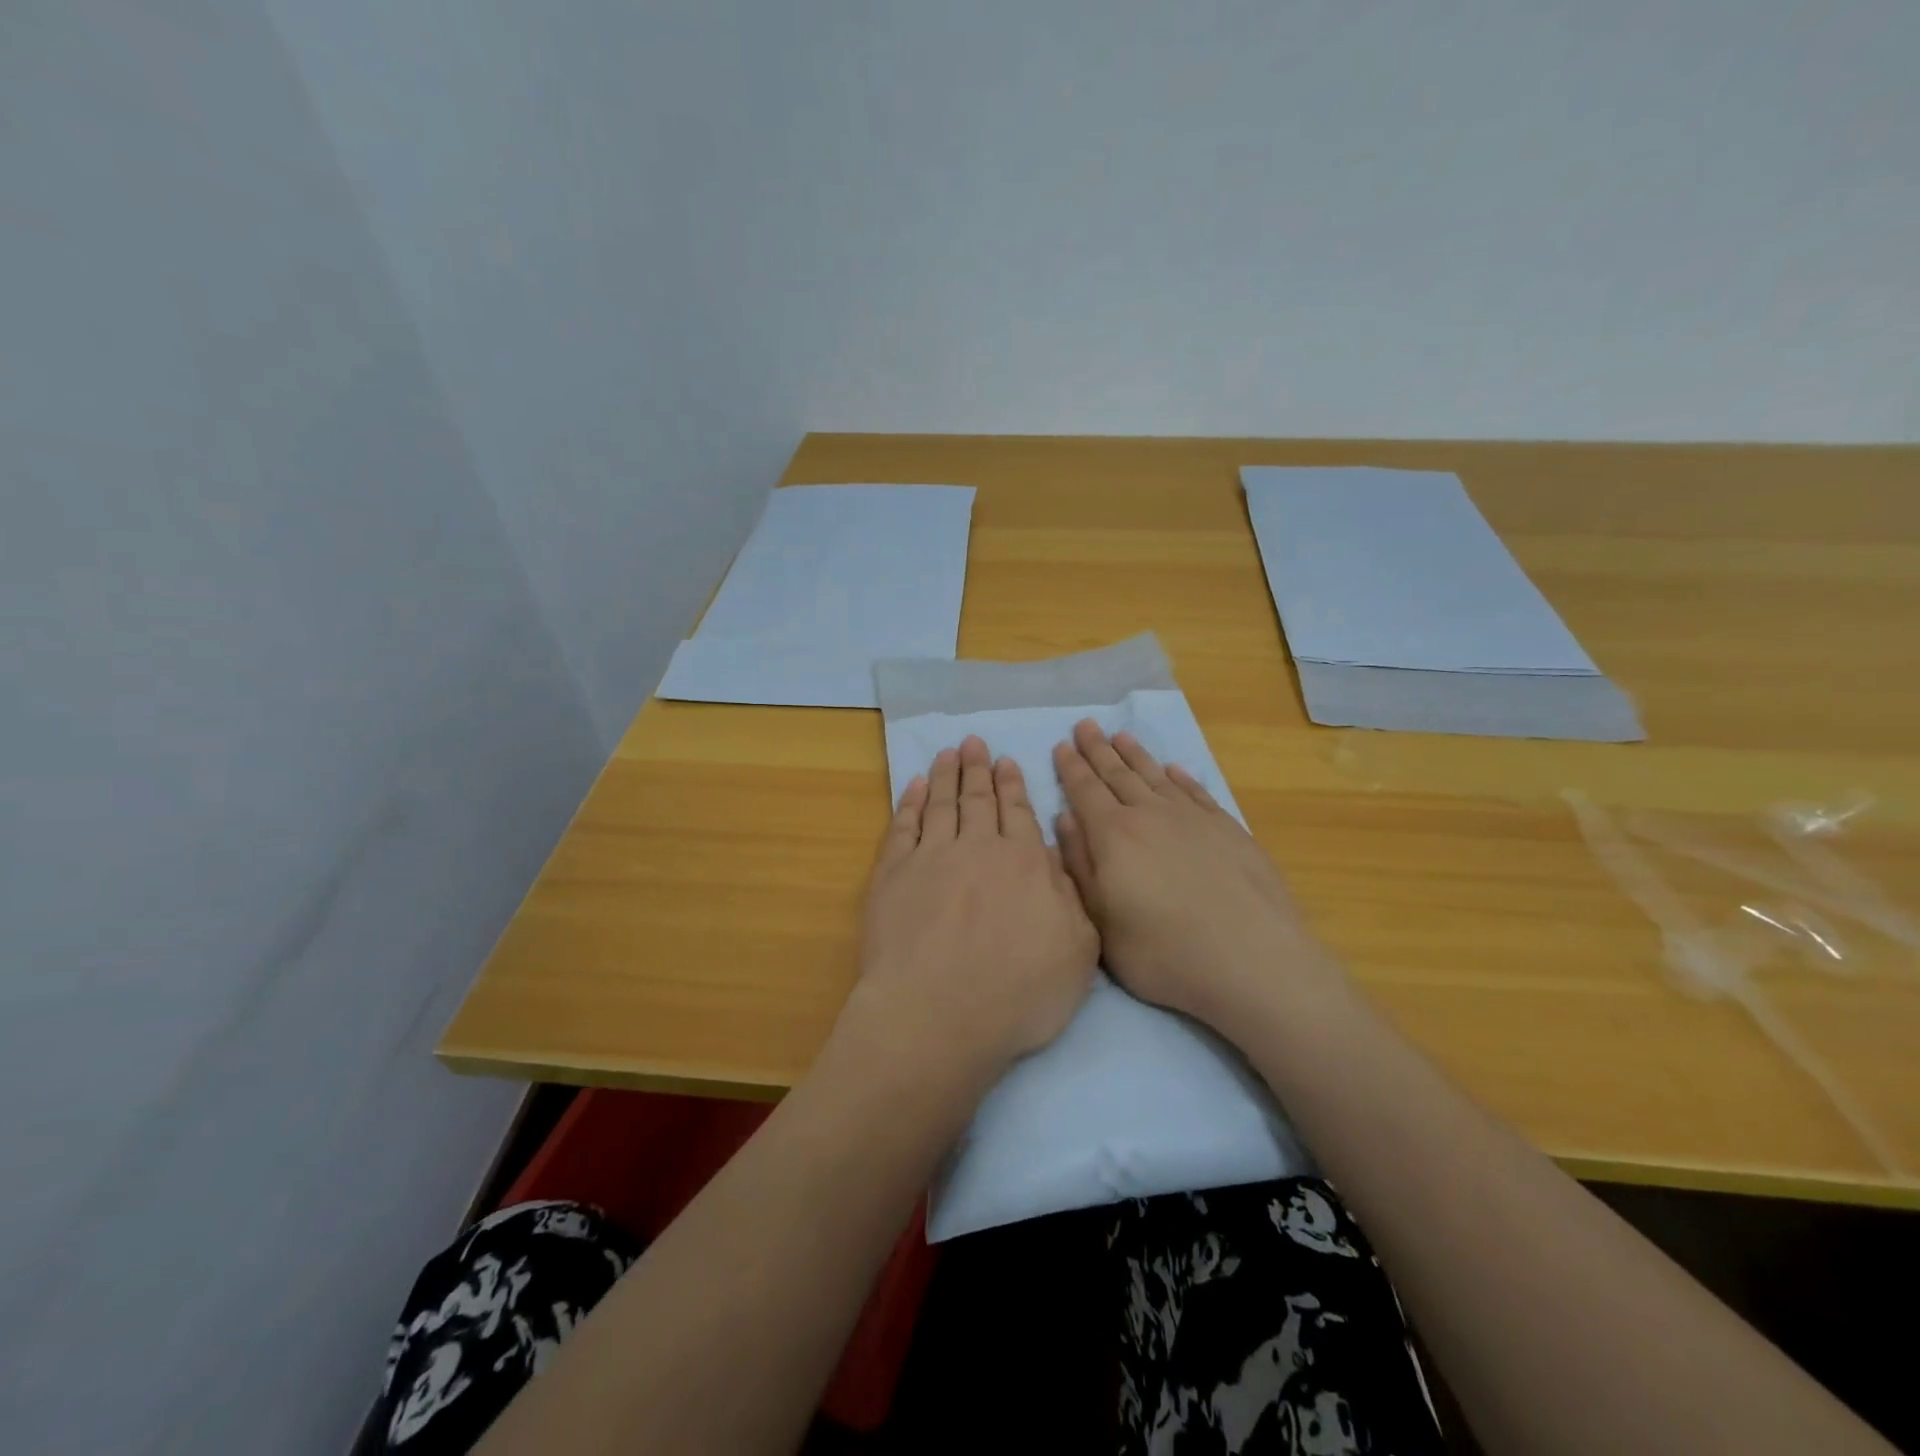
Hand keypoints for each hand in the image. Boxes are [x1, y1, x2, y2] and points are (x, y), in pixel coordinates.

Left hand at [844, 735, 1099, 1088]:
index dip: (1012, 786)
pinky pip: (903, 826)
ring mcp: (931, 857)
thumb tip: (1055, 856)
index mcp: (1024, 864)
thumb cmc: (1017, 994)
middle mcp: (977, 848)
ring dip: (946, 774)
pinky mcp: (892, 874)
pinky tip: (914, 786)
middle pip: (978, 800)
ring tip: (948, 751)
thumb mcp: (1077, 952)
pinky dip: (910, 802)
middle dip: (978, 769)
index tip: (1006, 762)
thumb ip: (1072, 898)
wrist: (937, 1015)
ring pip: (941, 803)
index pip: (1018, 813)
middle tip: (974, 742)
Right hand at [1052, 720, 1339, 1026]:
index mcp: (1114, 836)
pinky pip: (1196, 792)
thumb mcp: (1103, 923)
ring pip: (1156, 776)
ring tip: (1121, 735)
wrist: (1254, 962)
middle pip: (1118, 774)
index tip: (1062, 744)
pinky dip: (1180, 777)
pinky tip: (1173, 769)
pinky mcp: (1228, 830)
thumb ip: (1080, 867)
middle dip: (1098, 749)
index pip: (1085, 790)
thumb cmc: (1165, 953)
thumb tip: (1064, 820)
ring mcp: (1193, 819)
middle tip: (1086, 724)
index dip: (1071, 767)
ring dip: (1136, 755)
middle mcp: (1151, 816)